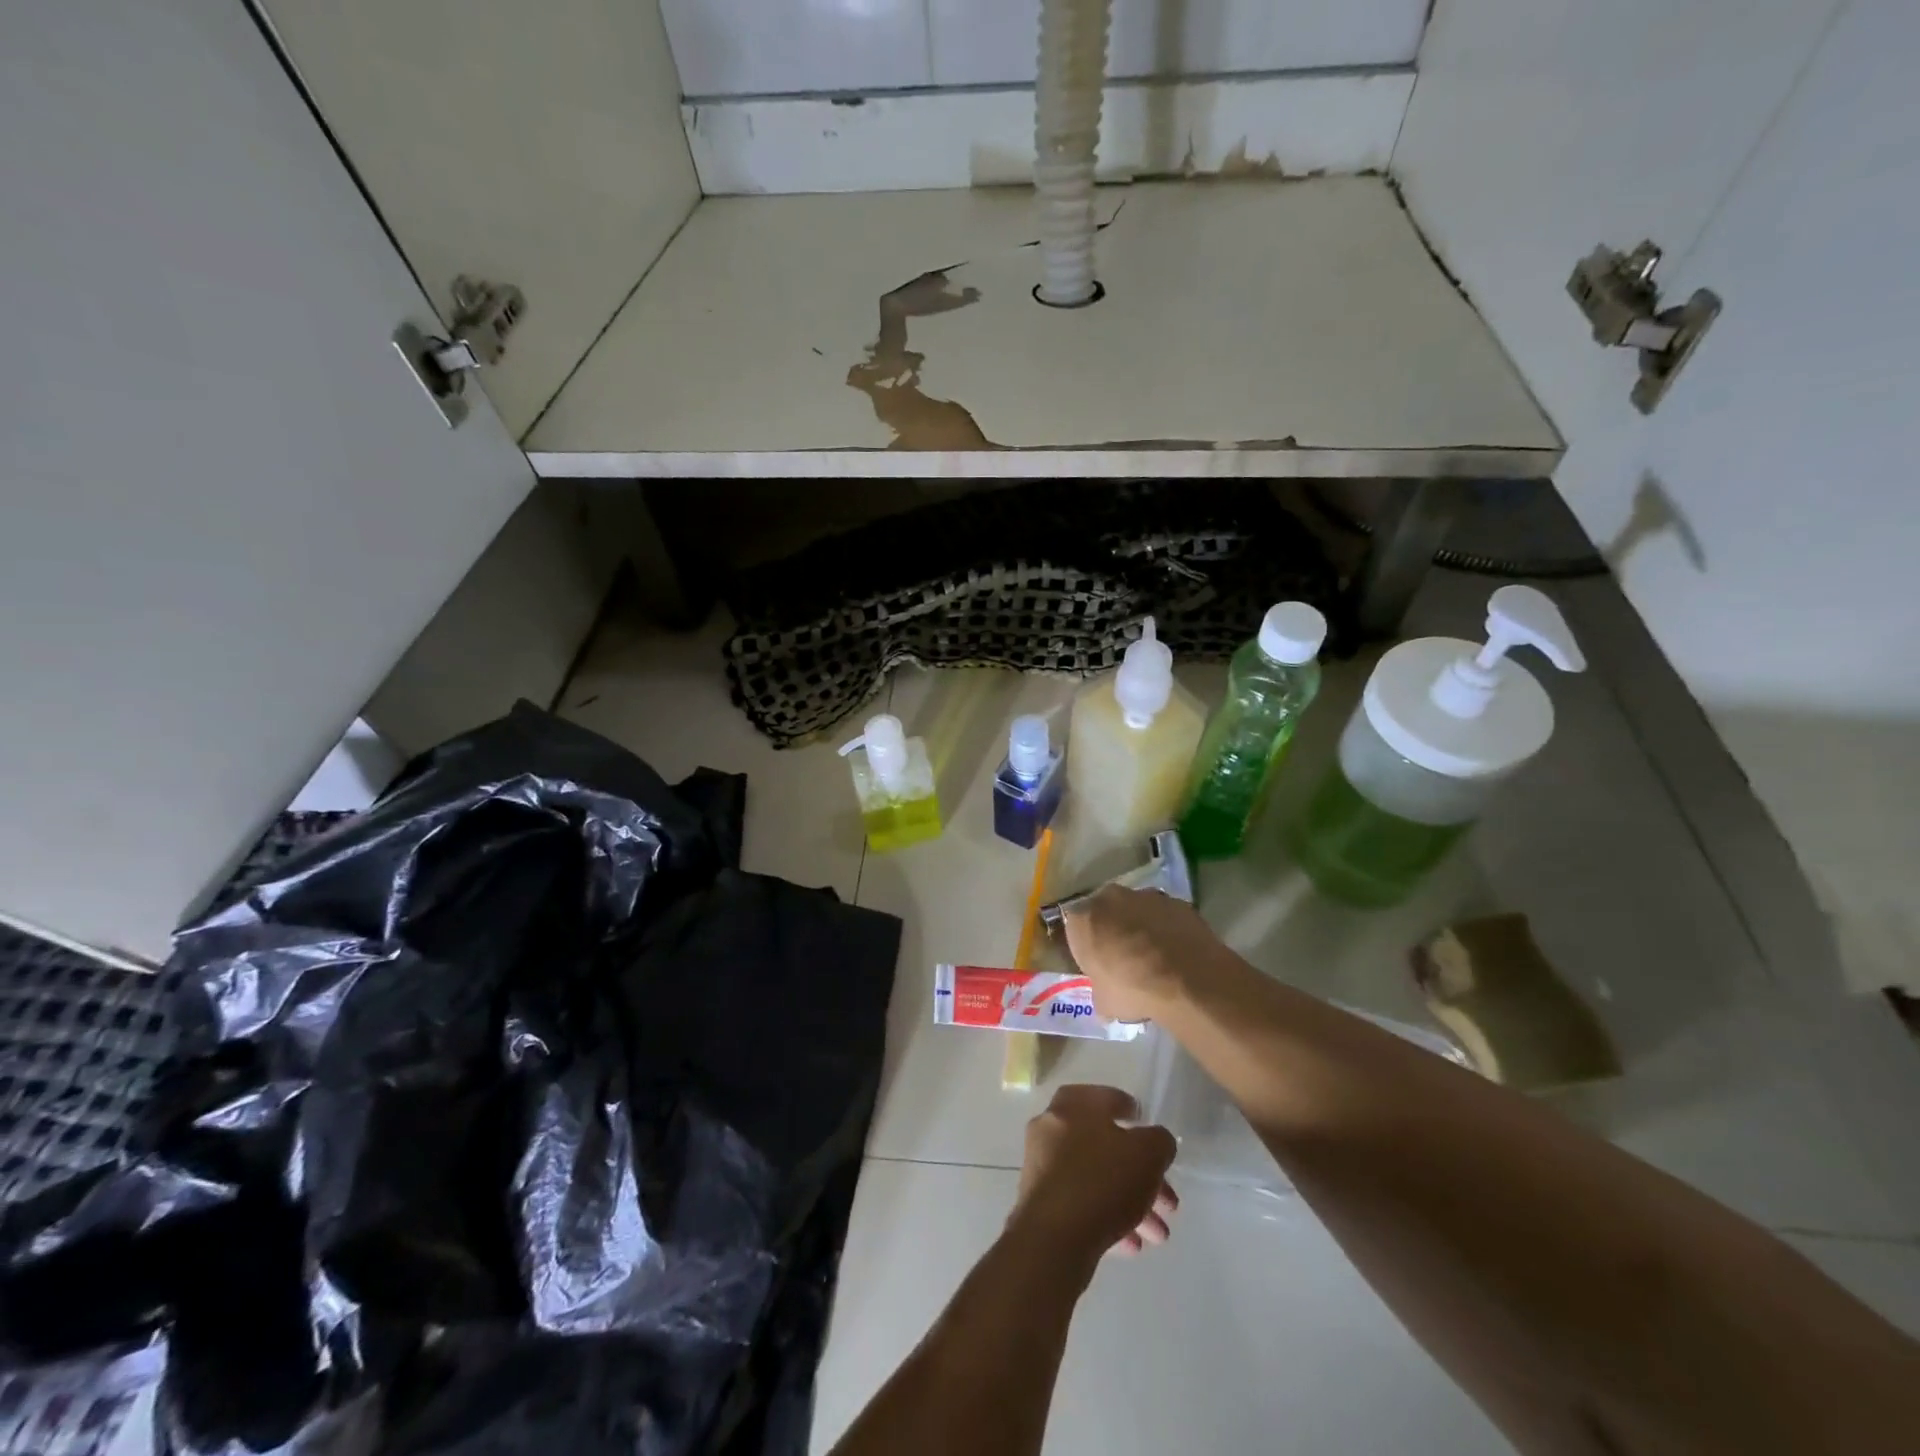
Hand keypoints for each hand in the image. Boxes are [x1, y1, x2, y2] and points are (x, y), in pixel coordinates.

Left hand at [1009, 1085, 1177, 1270]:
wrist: (1052, 1237)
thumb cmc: (1102, 1180)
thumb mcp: (1148, 1153)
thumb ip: (1158, 1141)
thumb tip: (1155, 1142)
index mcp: (1072, 1105)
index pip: (1104, 1098)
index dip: (1129, 1110)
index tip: (1148, 1130)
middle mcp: (1052, 1128)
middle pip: (1105, 1146)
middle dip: (1141, 1175)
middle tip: (1168, 1203)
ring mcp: (1043, 1166)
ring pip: (1096, 1178)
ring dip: (1130, 1203)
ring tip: (1158, 1236)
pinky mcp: (1040, 1202)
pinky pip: (1081, 1203)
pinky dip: (1107, 1217)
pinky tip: (1131, 1245)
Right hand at [1060, 884, 1221, 1023]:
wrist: (1186, 980)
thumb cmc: (1132, 989)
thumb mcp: (1105, 1002)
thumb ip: (1100, 992)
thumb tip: (1105, 1000)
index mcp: (1082, 918)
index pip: (1075, 927)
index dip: (1085, 945)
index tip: (1095, 963)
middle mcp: (1110, 898)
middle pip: (1106, 911)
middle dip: (1112, 928)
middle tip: (1122, 957)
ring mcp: (1146, 896)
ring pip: (1137, 910)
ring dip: (1140, 926)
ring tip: (1153, 957)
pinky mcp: (1177, 902)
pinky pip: (1165, 915)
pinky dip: (1167, 929)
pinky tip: (1175, 953)